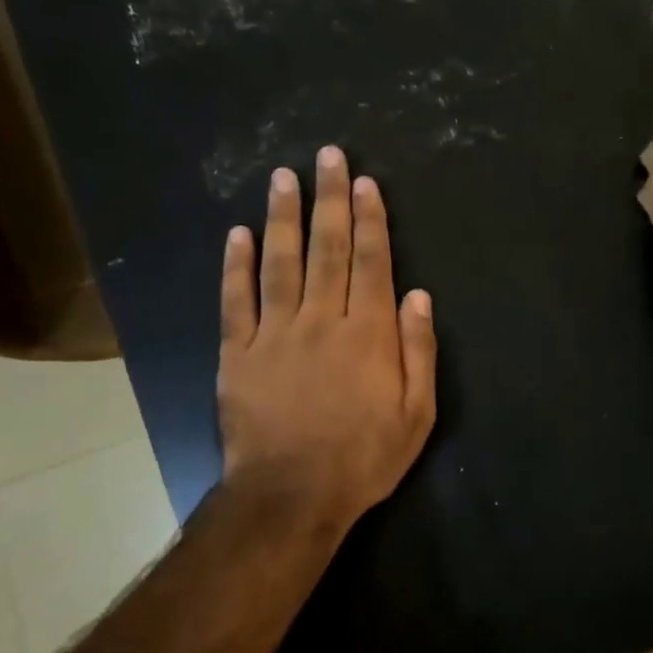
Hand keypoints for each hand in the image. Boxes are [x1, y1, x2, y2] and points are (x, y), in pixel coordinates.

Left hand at [217, 146, 436, 539]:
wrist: (291, 496)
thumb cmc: (364, 457)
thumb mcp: (417, 414)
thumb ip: (418, 351)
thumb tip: (417, 295)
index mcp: (368, 333)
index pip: (372, 263)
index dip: (371, 220)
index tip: (366, 183)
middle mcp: (322, 320)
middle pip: (328, 249)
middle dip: (331, 200)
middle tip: (328, 156)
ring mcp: (274, 333)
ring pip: (280, 262)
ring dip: (283, 216)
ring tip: (283, 176)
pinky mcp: (236, 353)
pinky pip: (234, 300)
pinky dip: (235, 265)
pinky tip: (237, 233)